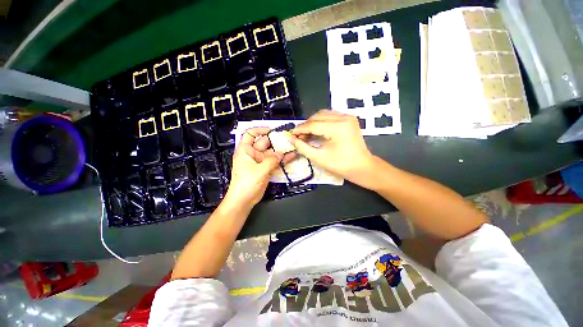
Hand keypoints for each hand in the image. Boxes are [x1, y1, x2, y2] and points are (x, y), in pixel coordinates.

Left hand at [224, 127, 293, 209]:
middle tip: (288, 139)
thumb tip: (281, 152)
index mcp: (245, 150)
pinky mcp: (266, 169)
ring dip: (281, 150)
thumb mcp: (259, 170)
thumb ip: (271, 160)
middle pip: (265, 143)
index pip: (250, 134)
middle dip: (276, 141)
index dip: (260, 130)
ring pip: (272, 153)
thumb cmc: (246, 183)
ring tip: (293, 146)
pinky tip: (292, 156)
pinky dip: (282, 159)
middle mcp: (253, 154)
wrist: (244, 200)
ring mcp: (260, 162)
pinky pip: (275, 162)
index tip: (272, 130)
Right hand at [289, 110, 377, 188]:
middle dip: (305, 126)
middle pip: (318, 117)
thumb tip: (290, 138)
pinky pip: (330, 116)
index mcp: (338, 127)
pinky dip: (321, 122)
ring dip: (312, 123)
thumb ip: (302, 147)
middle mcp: (344, 117)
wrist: (362, 167)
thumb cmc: (341, 165)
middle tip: (297, 136)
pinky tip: (316, 130)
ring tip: (305, 133)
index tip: (290, 134)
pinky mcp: (349, 119)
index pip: (313, 124)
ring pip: (323, 114)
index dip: (300, 129)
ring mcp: (348, 117)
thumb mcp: (319, 157)